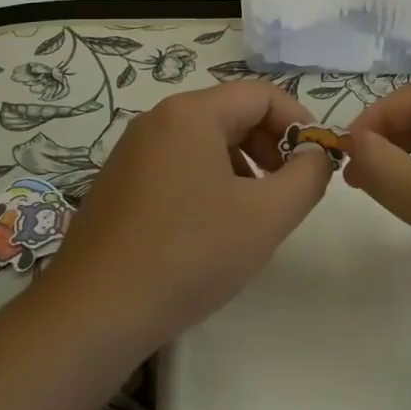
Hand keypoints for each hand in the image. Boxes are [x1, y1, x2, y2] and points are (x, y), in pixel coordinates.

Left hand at [38, 82, 330, 353]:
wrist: (94, 314)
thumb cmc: (189, 255)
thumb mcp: (266, 217)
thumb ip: (307, 177)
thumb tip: (317, 154)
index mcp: (191, 113)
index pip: (261, 95)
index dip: (299, 122)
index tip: (317, 162)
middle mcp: (158, 119)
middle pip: (232, 113)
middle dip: (271, 145)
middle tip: (289, 189)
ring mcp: (133, 150)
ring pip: (205, 140)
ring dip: (242, 165)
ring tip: (253, 212)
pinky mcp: (119, 182)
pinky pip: (178, 163)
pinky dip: (209, 181)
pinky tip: (212, 228)